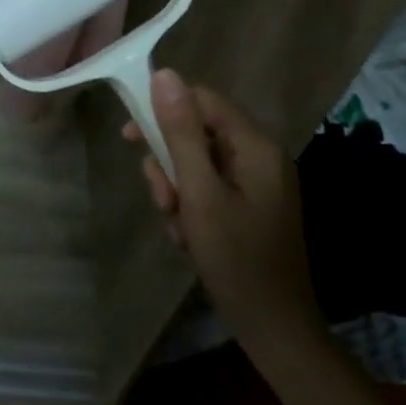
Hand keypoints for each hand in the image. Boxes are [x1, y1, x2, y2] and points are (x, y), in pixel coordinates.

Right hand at [124, 70, 326, 359]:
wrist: (275, 330)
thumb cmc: (236, 259)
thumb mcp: (199, 194)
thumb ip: (181, 133)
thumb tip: (164, 74)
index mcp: (256, 147)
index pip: (202, 100)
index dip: (163, 110)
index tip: (130, 135)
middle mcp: (261, 157)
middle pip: (198, 132)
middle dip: (170, 162)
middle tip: (162, 198)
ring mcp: (258, 183)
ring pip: (198, 163)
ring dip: (177, 189)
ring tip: (176, 225)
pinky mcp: (251, 206)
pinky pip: (209, 187)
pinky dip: (192, 206)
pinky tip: (189, 237)